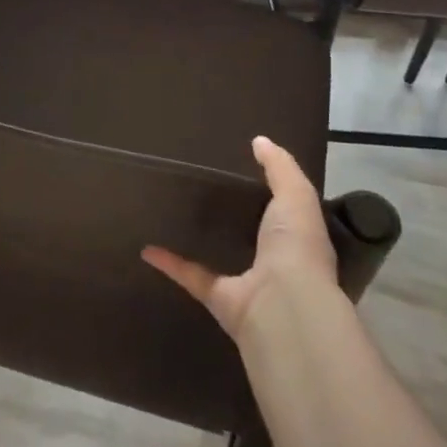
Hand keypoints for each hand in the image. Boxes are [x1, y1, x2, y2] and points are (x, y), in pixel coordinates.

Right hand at [143, 136, 337, 338]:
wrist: (283, 305)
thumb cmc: (296, 245)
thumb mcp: (296, 194)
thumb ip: (280, 166)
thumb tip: (259, 141)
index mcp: (298, 237)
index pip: (287, 211)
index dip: (272, 193)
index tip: (247, 171)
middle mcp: (277, 263)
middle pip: (255, 236)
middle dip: (237, 217)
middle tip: (207, 189)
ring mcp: (248, 285)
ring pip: (223, 258)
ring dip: (204, 242)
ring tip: (177, 216)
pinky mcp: (220, 300)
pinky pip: (192, 277)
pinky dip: (170, 265)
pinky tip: (148, 247)